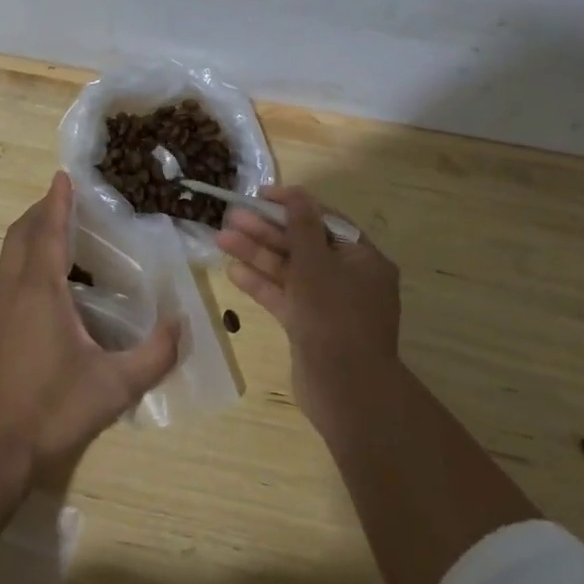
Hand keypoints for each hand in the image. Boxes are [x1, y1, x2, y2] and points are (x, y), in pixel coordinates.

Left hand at [0, 172, 180, 487]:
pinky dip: (26, 257)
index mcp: (39, 290)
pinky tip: (51, 281)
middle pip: (20, 234)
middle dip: (40, 210)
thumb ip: (155, 355)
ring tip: (60, 232)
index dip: (56, 201)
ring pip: (10, 254)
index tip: (64, 175)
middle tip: (67, 201)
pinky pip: (9, 274)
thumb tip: (181, 324)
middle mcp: (14, 290)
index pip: (47, 230)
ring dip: (30, 233)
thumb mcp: (114, 386)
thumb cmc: (52, 409)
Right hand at [218, 186, 403, 435]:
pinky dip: (261, 284)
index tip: (260, 195)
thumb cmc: (334, 316)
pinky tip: (232, 271)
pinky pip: (284, 296)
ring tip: (221, 238)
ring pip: (289, 271)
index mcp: (362, 259)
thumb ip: (301, 226)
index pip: (324, 220)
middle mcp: (348, 278)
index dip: (292, 205)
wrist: (345, 390)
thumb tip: (296, 193)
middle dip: (266, 230)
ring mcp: (328, 304)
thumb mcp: (316, 263)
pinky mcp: (309, 327)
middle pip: (303, 245)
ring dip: (257, 254)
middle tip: (232, 216)